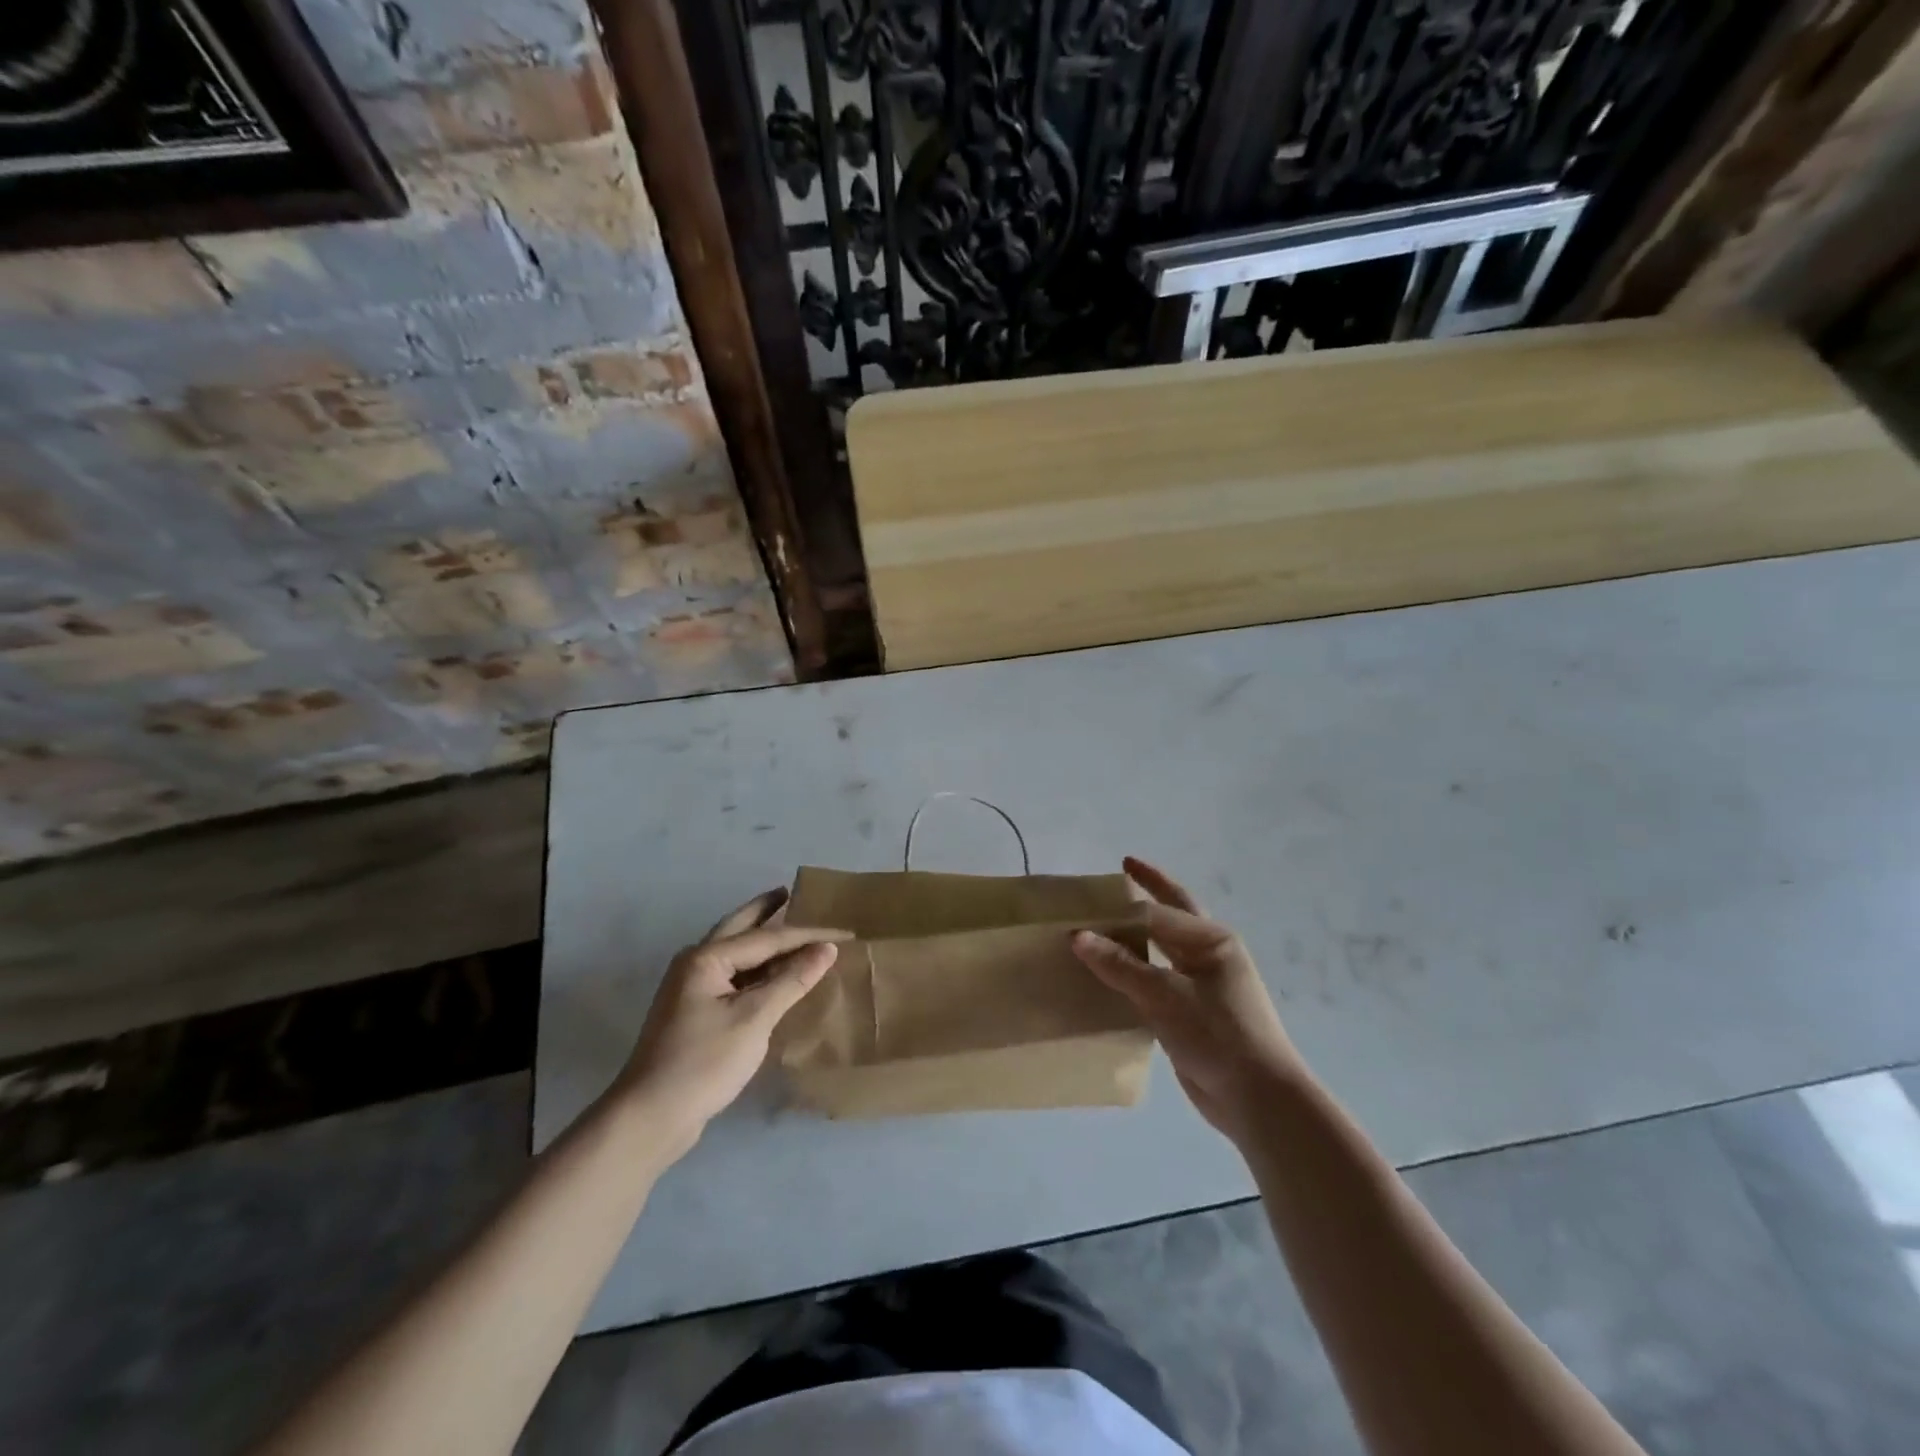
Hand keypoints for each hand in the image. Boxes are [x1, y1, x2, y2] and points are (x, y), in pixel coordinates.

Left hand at [612, 888, 848, 1153]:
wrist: (650, 1117)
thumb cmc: (703, 1062)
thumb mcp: (754, 1019)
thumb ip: (792, 980)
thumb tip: (828, 948)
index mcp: (707, 958)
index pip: (768, 938)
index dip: (808, 934)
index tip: (845, 932)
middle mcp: (695, 964)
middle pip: (738, 928)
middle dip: (764, 910)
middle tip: (790, 892)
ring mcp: (690, 989)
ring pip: (734, 952)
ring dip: (760, 939)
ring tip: (788, 926)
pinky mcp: (693, 1013)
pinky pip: (732, 976)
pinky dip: (756, 969)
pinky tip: (772, 974)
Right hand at [1071, 857, 1305, 1142]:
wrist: (1257, 1100)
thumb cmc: (1218, 1035)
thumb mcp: (1165, 996)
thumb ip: (1120, 965)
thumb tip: (1077, 935)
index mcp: (1211, 940)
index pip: (1159, 910)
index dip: (1124, 899)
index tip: (1092, 891)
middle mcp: (1209, 955)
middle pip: (1170, 916)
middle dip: (1149, 892)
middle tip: (1121, 872)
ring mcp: (1202, 986)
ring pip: (1161, 950)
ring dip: (1137, 936)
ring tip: (1103, 924)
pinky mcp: (1191, 1014)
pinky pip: (1155, 983)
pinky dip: (1133, 974)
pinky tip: (1109, 976)